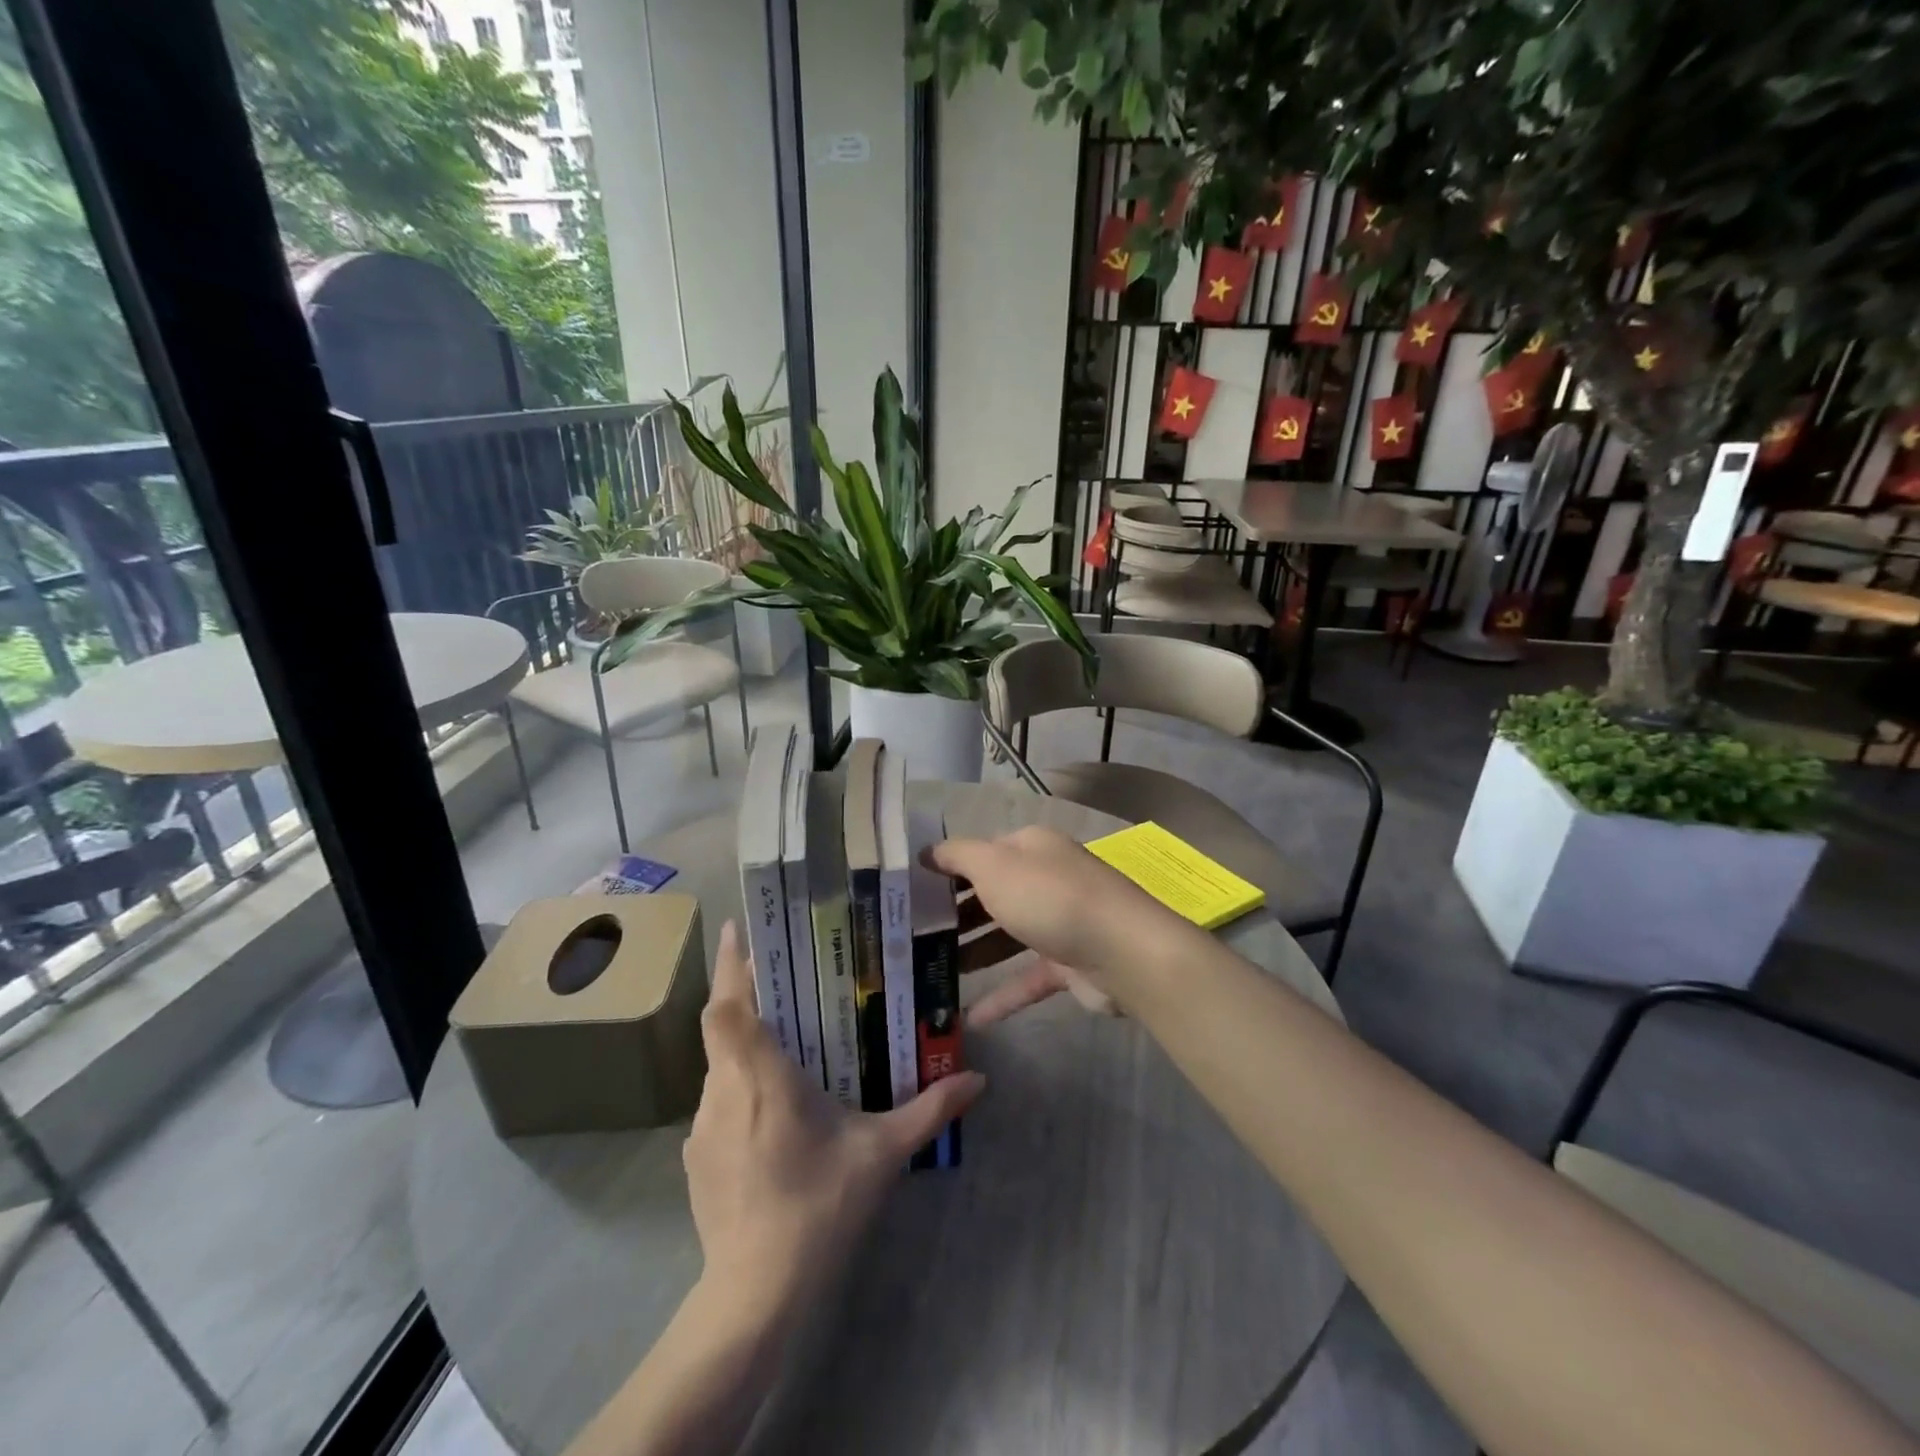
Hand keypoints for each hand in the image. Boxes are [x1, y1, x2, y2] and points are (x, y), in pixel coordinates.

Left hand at [684, 922, 984, 1316]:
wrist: (756, 1295)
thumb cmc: (819, 1206)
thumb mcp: (882, 1153)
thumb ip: (928, 1109)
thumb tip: (978, 1080)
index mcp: (762, 1077)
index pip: (728, 1007)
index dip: (731, 965)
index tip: (741, 929)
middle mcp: (723, 1092)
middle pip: (721, 1027)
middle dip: (743, 995)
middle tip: (778, 974)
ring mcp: (702, 1127)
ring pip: (719, 1065)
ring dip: (744, 1045)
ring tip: (783, 1043)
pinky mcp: (696, 1158)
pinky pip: (716, 1101)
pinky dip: (739, 1088)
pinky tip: (771, 1110)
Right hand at [927, 826, 1193, 1025]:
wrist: (1123, 952)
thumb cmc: (1050, 899)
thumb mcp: (995, 866)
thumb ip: (958, 856)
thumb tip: (927, 851)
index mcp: (1029, 848)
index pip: (979, 853)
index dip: (945, 870)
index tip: (908, 894)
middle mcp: (1045, 879)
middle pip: (991, 894)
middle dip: (954, 914)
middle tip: (912, 937)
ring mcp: (1059, 923)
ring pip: (1006, 936)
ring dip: (972, 953)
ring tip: (930, 973)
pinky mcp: (1068, 964)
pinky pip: (1026, 978)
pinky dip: (1001, 996)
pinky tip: (969, 1017)